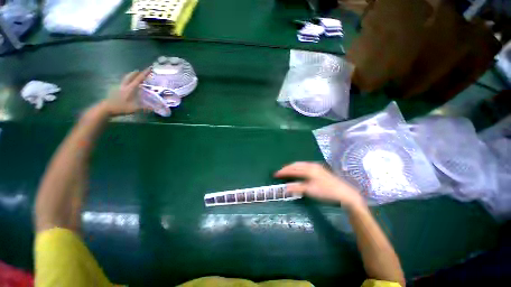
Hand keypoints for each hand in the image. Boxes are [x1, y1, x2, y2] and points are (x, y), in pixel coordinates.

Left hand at [102, 69, 150, 115]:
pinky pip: (124, 82)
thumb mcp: (134, 109)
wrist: (106, 108)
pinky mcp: (117, 90)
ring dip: (131, 75)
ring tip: (135, 75)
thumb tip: (154, 108)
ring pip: (126, 78)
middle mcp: (125, 86)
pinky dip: (128, 81)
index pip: (138, 79)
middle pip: (130, 76)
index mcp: (130, 88)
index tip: (149, 68)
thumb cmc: (120, 107)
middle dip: (136, 73)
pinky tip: (129, 84)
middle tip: (141, 71)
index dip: (144, 74)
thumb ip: (144, 108)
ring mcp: (120, 87)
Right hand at [275, 162, 365, 208]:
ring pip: (300, 164)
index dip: (283, 172)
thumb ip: (297, 188)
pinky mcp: (319, 169)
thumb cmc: (326, 191)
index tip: (275, 174)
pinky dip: (298, 167)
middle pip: (295, 165)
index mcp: (308, 170)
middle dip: (286, 168)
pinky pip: (304, 165)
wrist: (344, 193)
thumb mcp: (310, 190)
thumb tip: (285, 187)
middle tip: (279, 172)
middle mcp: (311, 165)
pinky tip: (298, 170)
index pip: (292, 169)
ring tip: (286, 171)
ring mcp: (315, 166)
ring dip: (292, 167)